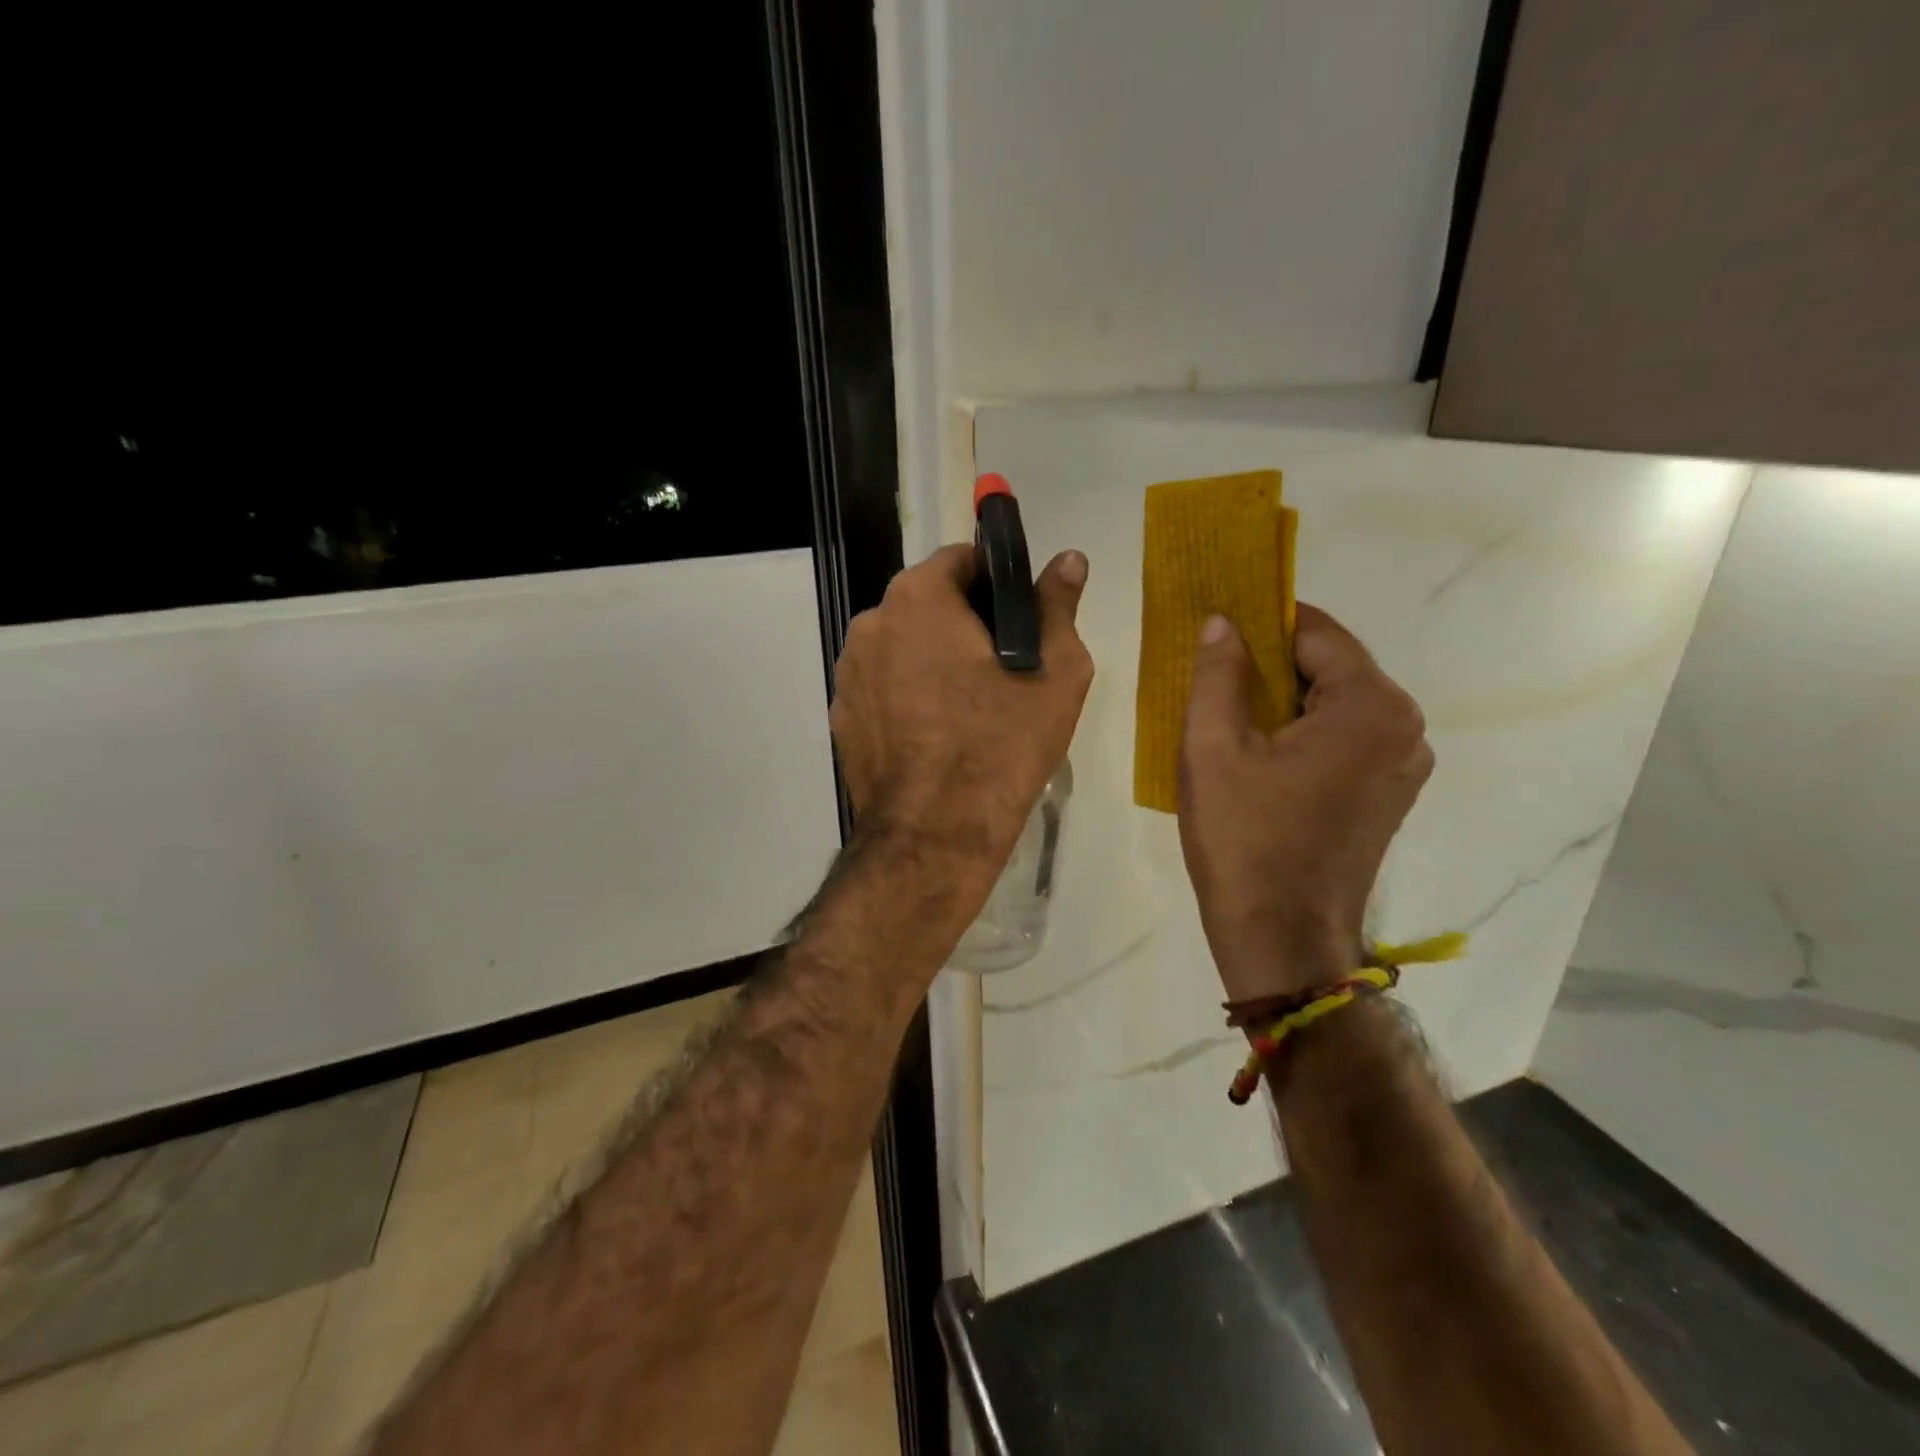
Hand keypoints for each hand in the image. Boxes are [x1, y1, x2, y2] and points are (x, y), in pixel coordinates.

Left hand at [830, 543, 1093, 875]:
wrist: (935, 833)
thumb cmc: (1001, 744)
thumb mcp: (1055, 672)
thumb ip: (1057, 605)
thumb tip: (1069, 559)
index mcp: (918, 598)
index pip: (961, 560)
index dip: (996, 583)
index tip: (1019, 621)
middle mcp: (870, 623)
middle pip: (927, 604)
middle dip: (963, 624)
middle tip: (1002, 670)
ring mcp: (848, 673)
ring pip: (902, 647)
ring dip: (932, 660)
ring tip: (968, 708)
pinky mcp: (840, 717)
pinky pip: (882, 688)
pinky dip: (907, 696)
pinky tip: (935, 735)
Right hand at [1178, 603, 1432, 1003]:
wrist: (1281, 938)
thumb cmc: (1244, 839)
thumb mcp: (1212, 749)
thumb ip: (1219, 675)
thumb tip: (1222, 622)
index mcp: (1371, 706)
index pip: (1316, 632)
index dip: (1262, 621)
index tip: (1217, 623)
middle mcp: (1404, 726)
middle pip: (1330, 667)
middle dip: (1271, 664)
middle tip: (1212, 673)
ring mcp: (1403, 764)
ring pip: (1335, 705)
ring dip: (1285, 700)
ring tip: (1228, 714)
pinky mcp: (1389, 794)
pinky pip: (1343, 739)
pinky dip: (1303, 733)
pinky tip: (1259, 753)